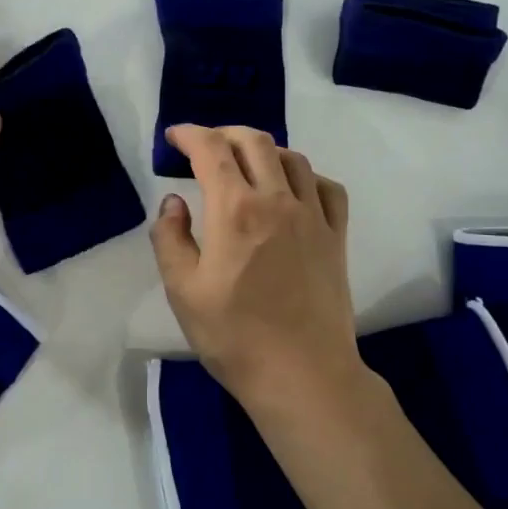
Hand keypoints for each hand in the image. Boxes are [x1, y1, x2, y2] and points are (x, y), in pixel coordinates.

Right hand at [151, 125, 372, 425]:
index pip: (211, 150)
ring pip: (292, 158)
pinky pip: (326, 187)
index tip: (174, 136)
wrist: (302, 375)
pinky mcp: (337, 238)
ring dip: (263, 150)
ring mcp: (313, 217)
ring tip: (245, 165)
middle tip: (204, 146)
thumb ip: (170, 238)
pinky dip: (305, 175)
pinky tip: (293, 189)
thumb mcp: (182, 290)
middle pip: (255, 142)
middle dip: (224, 133)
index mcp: (235, 210)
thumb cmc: (233, 335)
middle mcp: (277, 200)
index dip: (189, 134)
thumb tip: (173, 202)